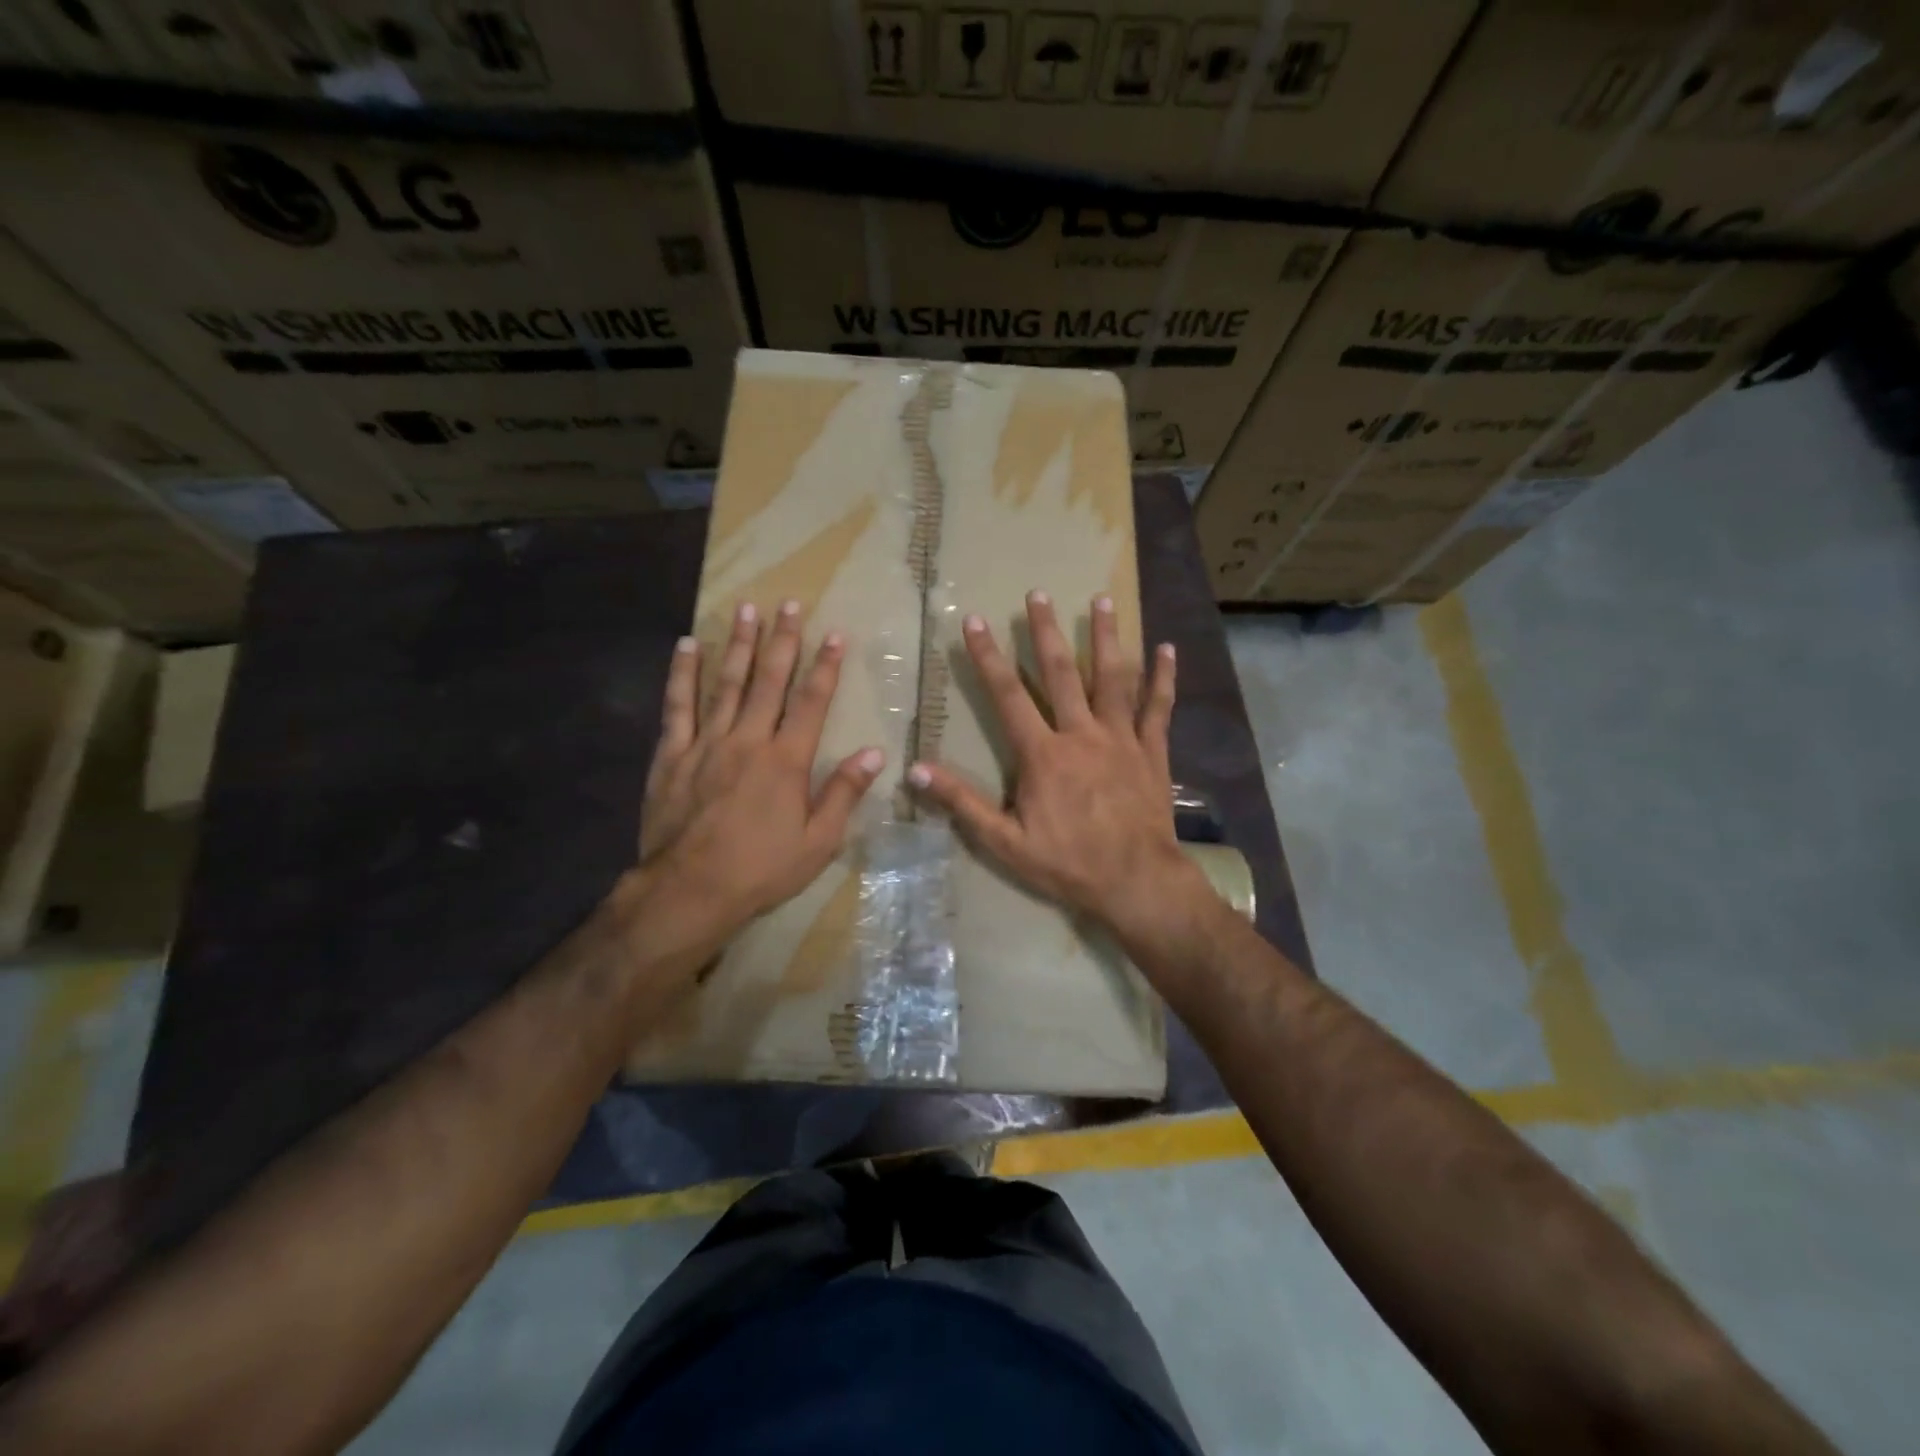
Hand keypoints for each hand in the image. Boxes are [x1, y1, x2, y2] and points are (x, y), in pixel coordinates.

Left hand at [627, 599, 884, 940]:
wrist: (689, 890)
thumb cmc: (761, 869)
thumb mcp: (818, 842)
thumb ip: (844, 793)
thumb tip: (874, 752)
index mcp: (786, 760)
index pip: (812, 702)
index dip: (825, 666)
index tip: (835, 633)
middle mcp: (748, 740)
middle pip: (768, 680)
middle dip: (782, 640)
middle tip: (788, 603)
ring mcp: (706, 743)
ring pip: (725, 683)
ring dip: (737, 644)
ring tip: (745, 609)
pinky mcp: (672, 755)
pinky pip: (677, 706)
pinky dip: (682, 674)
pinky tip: (686, 646)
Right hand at [908, 590, 1205, 943]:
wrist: (1135, 882)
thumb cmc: (1067, 863)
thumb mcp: (1004, 841)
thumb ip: (962, 802)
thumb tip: (916, 770)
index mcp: (1043, 754)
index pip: (1009, 696)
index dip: (988, 657)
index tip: (975, 622)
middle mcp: (1082, 734)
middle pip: (1061, 673)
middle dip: (1046, 631)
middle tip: (1038, 593)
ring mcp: (1121, 739)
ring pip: (1112, 679)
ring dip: (1105, 638)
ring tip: (1102, 600)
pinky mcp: (1152, 751)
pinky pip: (1158, 708)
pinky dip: (1163, 677)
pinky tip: (1166, 648)